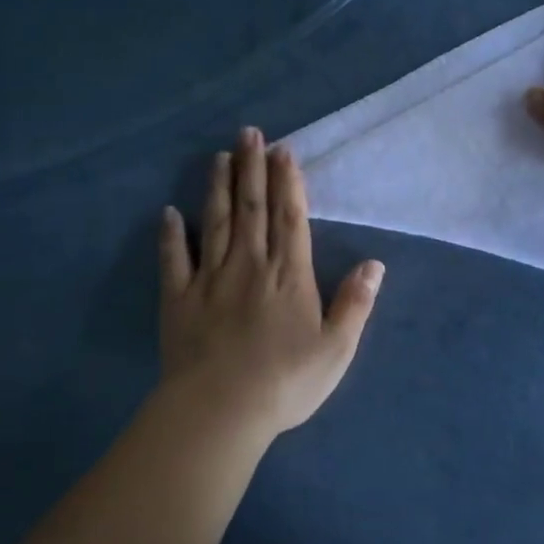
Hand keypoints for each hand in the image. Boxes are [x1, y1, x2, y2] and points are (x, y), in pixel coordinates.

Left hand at [158, 128, 384, 438]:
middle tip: (248, 133)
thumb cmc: (286, 382)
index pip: (291, 218)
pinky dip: (171, 235)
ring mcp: (210, 279)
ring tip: (219, 157)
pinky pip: (174, 259)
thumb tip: (375, 264)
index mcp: (289, 275)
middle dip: (252, 169)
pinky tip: (168, 213)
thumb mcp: (336, 349)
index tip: (283, 151)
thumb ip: (355, 304)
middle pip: (252, 208)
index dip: (288, 182)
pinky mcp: (178, 298)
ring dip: (218, 188)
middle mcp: (250, 265)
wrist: (221, 409)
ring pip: (216, 222)